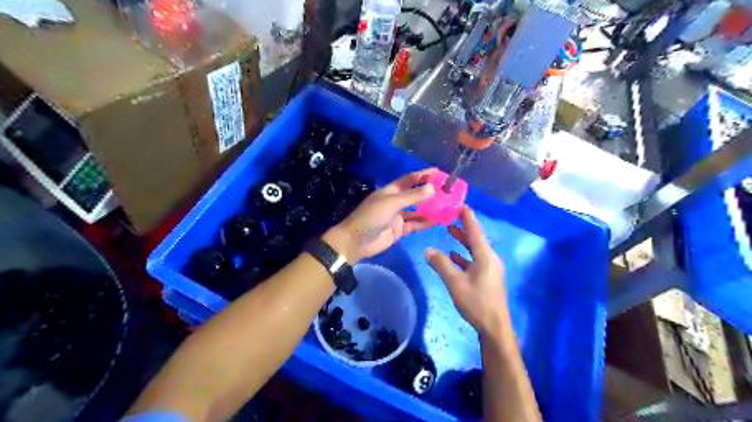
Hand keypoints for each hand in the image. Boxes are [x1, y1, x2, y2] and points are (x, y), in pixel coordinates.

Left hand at [321, 167, 437, 259]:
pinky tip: (437, 221)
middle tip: (448, 191)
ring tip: (447, 207)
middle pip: (415, 194)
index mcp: (391, 191)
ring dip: (430, 209)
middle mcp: (395, 201)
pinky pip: (415, 224)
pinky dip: (425, 223)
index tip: (439, 172)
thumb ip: (412, 196)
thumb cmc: (371, 217)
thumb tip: (432, 188)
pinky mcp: (399, 230)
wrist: (356, 241)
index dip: (423, 174)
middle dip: (430, 192)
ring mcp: (397, 216)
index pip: (410, 179)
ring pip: (417, 210)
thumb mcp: (391, 203)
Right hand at [425, 206, 507, 337]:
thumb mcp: (455, 283)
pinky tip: (454, 255)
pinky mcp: (488, 277)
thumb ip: (441, 264)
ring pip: (475, 249)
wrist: (495, 327)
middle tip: (449, 215)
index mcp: (485, 255)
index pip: (475, 229)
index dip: (467, 215)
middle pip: (475, 237)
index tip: (458, 203)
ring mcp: (490, 268)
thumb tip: (428, 250)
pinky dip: (465, 255)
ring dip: (463, 240)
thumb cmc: (476, 302)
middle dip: (463, 226)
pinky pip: (476, 260)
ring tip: (449, 231)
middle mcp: (490, 258)